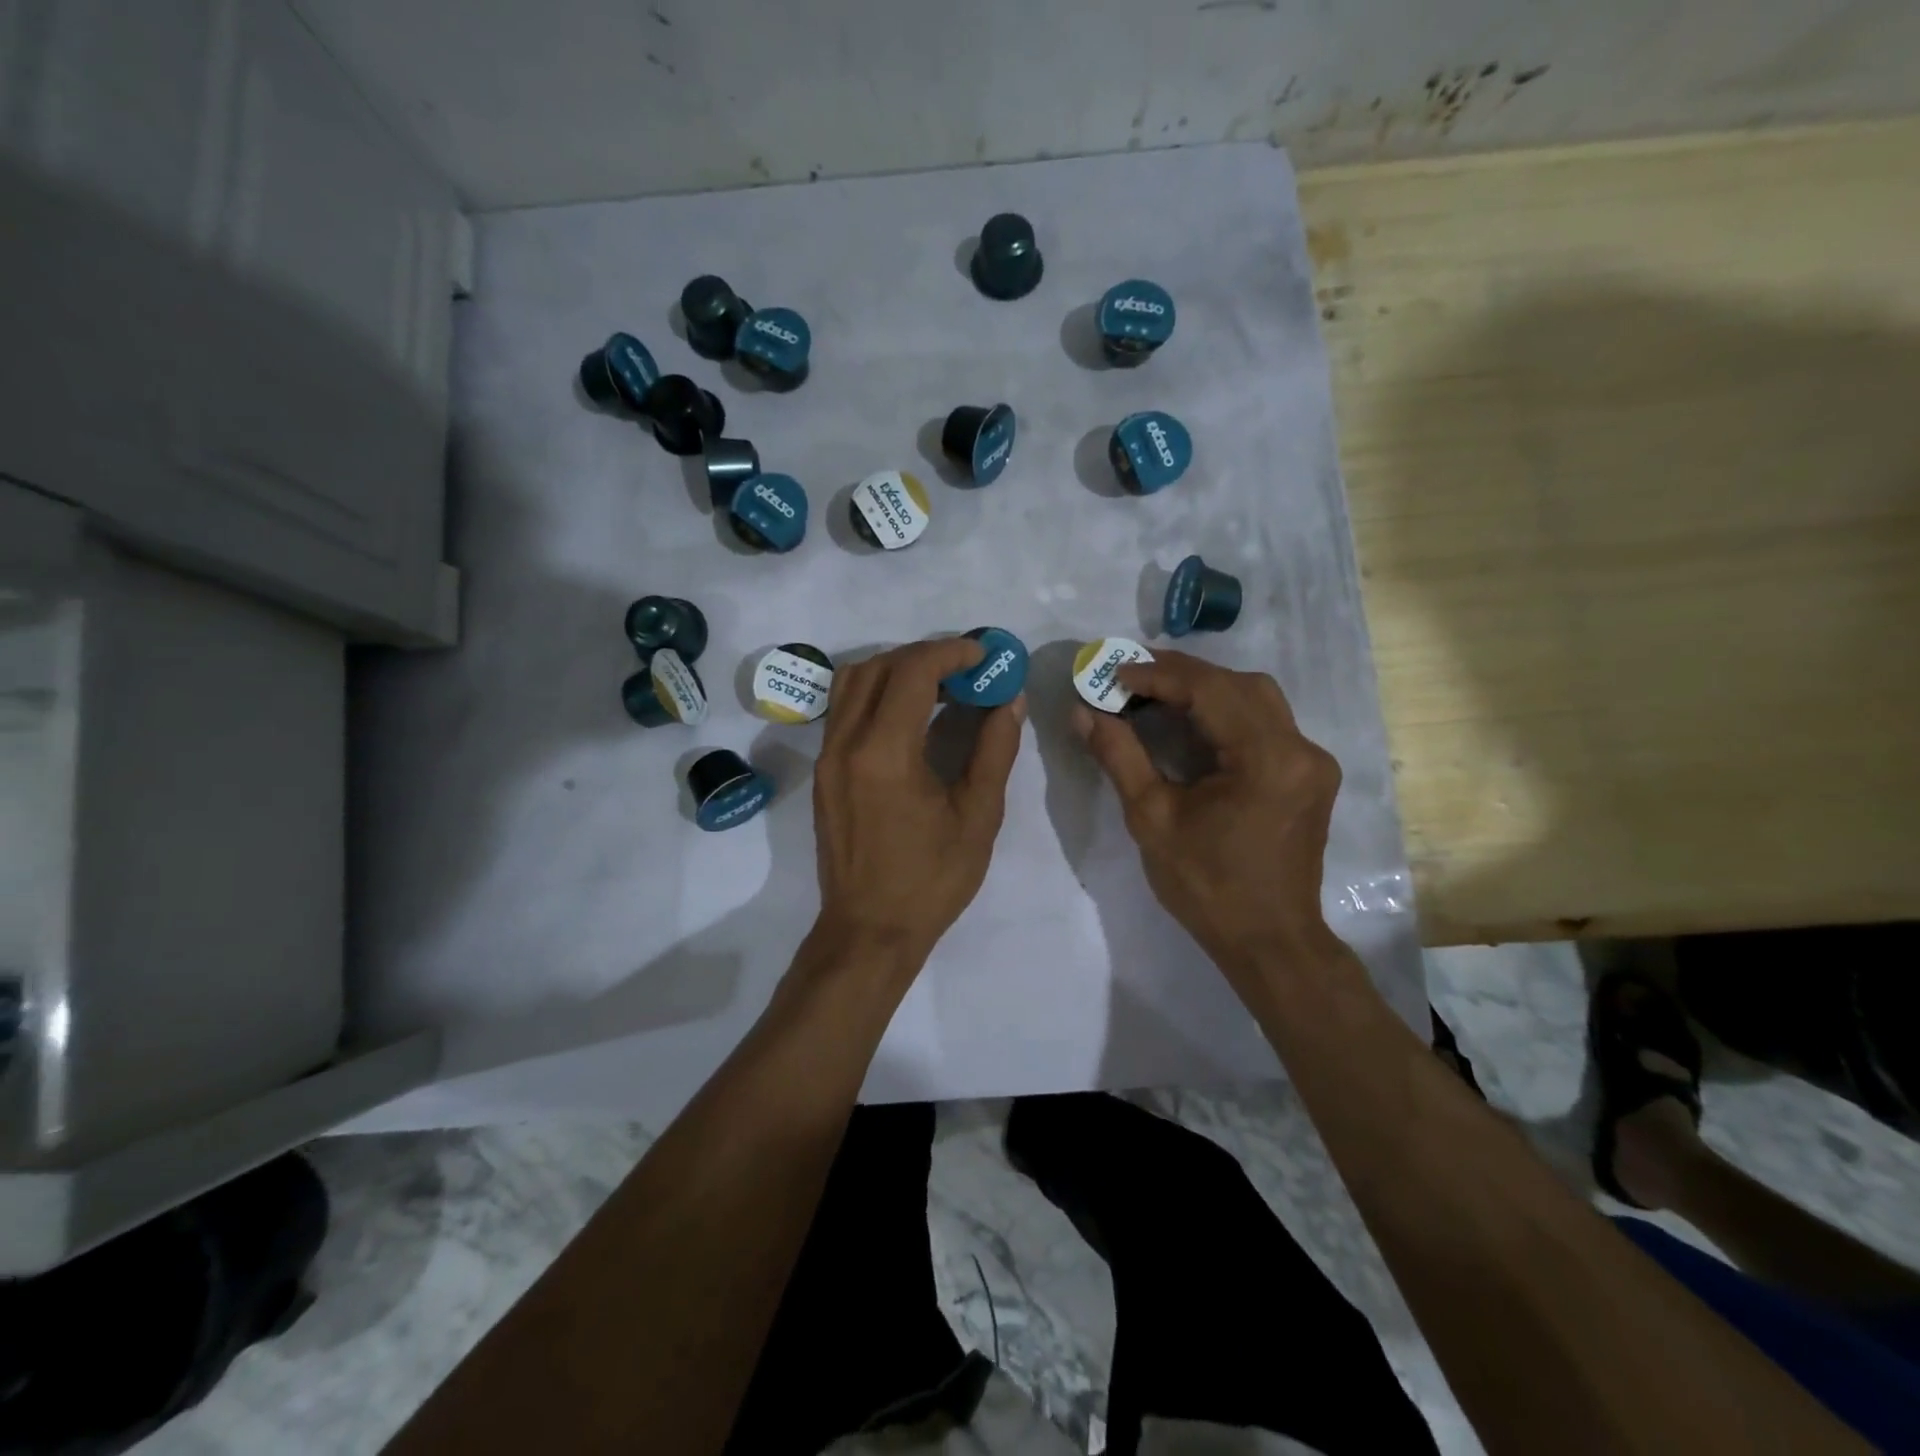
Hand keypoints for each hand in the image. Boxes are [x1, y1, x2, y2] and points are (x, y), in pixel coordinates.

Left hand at [811, 638, 1024, 972]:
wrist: (869, 930)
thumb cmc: (931, 879)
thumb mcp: (978, 816)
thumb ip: (994, 750)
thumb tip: (1009, 701)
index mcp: (885, 753)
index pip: (912, 671)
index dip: (951, 652)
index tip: (983, 654)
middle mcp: (846, 743)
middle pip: (878, 666)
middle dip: (924, 655)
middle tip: (965, 669)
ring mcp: (827, 757)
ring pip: (852, 682)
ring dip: (895, 669)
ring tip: (937, 686)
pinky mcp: (823, 771)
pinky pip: (844, 709)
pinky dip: (875, 693)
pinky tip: (909, 715)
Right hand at [1074, 651, 1340, 990]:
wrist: (1269, 940)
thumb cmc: (1206, 886)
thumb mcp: (1151, 818)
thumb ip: (1119, 755)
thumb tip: (1083, 712)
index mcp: (1267, 759)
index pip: (1210, 690)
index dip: (1158, 675)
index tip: (1113, 673)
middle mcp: (1301, 748)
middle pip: (1238, 684)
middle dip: (1180, 674)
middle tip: (1129, 676)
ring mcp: (1312, 760)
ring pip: (1256, 698)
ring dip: (1205, 688)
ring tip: (1154, 693)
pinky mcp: (1309, 774)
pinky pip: (1265, 722)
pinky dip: (1225, 711)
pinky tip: (1190, 721)